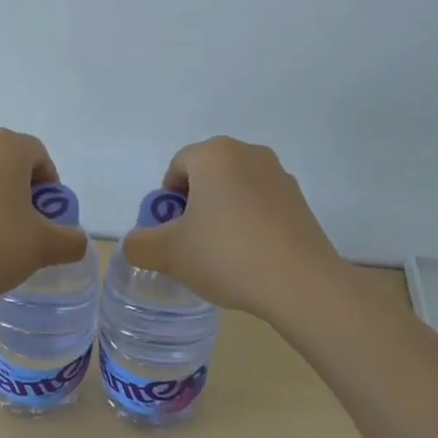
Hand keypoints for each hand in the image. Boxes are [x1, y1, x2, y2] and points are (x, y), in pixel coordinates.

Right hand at [120, 136, 346, 322]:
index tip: (172, 233)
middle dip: (195, 206)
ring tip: (223, 255)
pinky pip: (261, 205)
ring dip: (223, 214)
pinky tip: (251, 258)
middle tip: (193, 244)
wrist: (301, 284)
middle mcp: (249, 153)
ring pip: (235, 190)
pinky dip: (250, 223)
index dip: (167, 202)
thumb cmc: (227, 255)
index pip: (177, 167)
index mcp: (214, 154)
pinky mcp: (300, 201)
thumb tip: (136, 243)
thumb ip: (140, 245)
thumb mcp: (169, 253)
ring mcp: (279, 176)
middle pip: (207, 175)